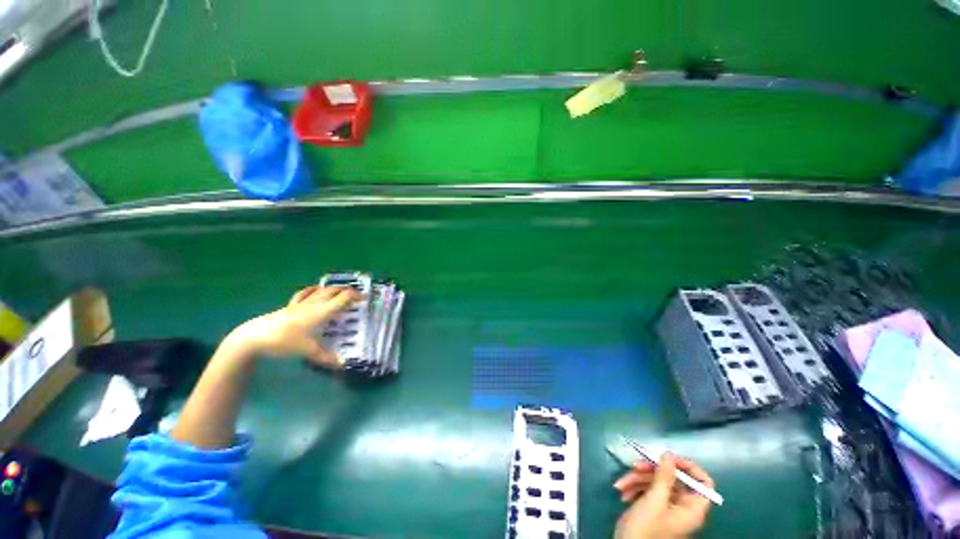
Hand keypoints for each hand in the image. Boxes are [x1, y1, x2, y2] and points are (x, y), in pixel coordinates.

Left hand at [227, 285, 358, 367]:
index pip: (344, 297)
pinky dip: (315, 290)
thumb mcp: (308, 351)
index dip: (357, 296)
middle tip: (357, 296)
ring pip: (322, 289)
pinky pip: (306, 293)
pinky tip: (316, 291)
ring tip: (341, 292)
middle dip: (348, 290)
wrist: (255, 336)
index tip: (366, 298)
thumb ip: (327, 358)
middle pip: (335, 290)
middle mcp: (315, 303)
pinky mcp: (291, 305)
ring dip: (334, 288)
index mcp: (322, 311)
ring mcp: (302, 303)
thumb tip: (344, 365)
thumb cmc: (285, 341)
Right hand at [613, 453, 713, 538]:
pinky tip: (622, 492)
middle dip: (651, 471)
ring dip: (637, 479)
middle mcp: (683, 507)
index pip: (703, 483)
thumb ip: (664, 476)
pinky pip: (647, 490)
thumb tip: (669, 454)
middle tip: (635, 465)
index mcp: (692, 508)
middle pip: (673, 478)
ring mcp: (667, 507)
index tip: (669, 458)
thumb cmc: (646, 527)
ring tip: (621, 484)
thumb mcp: (654, 499)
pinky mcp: (653, 507)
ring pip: (656, 482)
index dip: (689, 468)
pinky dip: (634, 488)